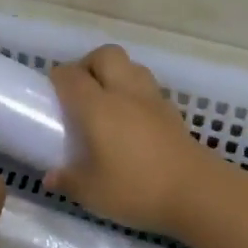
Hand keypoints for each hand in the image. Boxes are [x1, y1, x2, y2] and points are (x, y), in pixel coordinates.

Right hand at [45, 45, 223, 235]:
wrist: (197, 193)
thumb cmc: (136, 189)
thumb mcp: (91, 192)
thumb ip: (68, 180)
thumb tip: (51, 177)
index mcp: (98, 107)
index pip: (71, 76)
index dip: (58, 78)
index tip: (50, 92)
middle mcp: (125, 93)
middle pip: (106, 55)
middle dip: (88, 64)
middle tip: (79, 90)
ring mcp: (153, 100)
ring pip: (131, 66)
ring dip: (115, 74)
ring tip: (106, 102)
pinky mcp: (173, 113)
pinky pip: (148, 88)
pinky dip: (135, 93)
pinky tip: (131, 120)